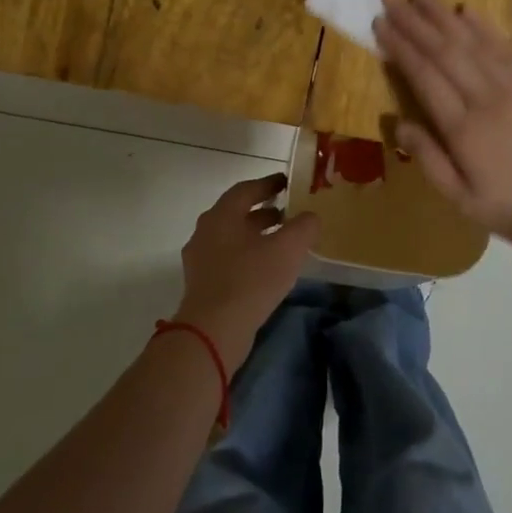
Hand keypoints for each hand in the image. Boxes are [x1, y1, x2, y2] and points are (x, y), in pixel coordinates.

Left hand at [175, 174, 320, 365]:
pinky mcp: (202, 283)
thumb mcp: (288, 248)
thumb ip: (304, 226)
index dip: (268, 184)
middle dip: (264, 211)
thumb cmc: (251, 280)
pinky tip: (268, 269)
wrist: (214, 330)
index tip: (288, 182)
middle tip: (290, 213)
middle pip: (237, 213)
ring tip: (283, 242)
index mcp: (222, 215)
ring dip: (257, 235)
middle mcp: (206, 231)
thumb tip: (310, 217)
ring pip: (232, 237)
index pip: (246, 190)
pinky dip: (249, 255)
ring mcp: (200, 259)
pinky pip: (228, 259)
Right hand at [373, 0, 511, 244]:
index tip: (381, 24)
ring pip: (473, 42)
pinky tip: (468, 11)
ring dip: (444, 15)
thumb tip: (398, 124)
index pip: (424, 76)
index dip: (401, 48)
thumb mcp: (463, 201)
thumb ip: (429, 160)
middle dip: (415, 22)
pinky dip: (484, 27)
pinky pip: (504, 48)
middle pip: (445, 51)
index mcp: (463, 128)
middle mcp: (485, 98)